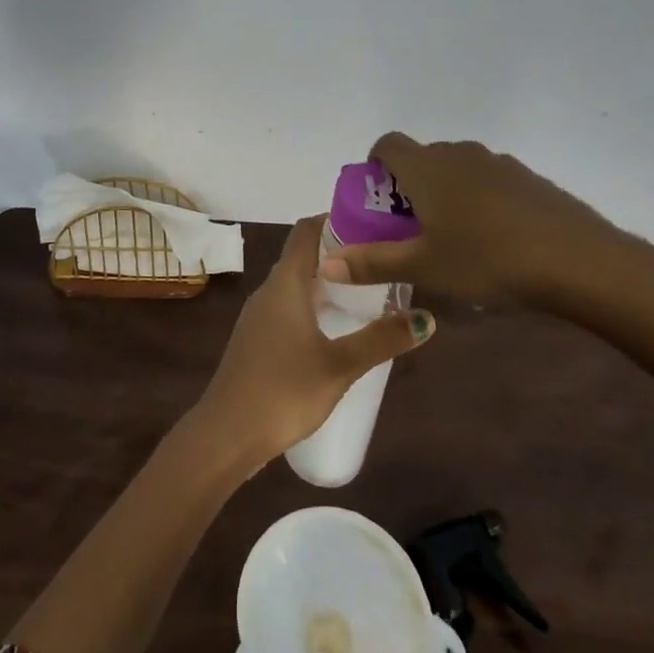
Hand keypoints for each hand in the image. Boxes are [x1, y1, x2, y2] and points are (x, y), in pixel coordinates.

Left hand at [195, 215, 434, 472]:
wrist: (227, 433)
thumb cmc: (284, 389)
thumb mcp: (340, 365)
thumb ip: (382, 339)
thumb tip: (426, 317)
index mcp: (285, 283)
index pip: (306, 231)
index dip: (334, 219)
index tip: (370, 223)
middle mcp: (268, 290)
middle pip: (302, 256)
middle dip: (338, 254)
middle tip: (379, 262)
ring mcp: (258, 316)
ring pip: (295, 285)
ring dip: (326, 283)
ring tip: (365, 294)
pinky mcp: (256, 339)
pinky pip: (287, 308)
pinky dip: (312, 306)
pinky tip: (335, 329)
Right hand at [320, 133, 653, 318]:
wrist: (579, 260)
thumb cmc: (487, 259)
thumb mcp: (424, 267)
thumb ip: (372, 263)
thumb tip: (326, 264)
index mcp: (426, 167)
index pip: (387, 144)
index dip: (375, 167)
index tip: (379, 202)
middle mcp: (458, 153)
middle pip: (422, 159)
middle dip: (410, 188)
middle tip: (413, 231)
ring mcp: (498, 162)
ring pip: (457, 170)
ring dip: (446, 194)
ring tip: (456, 240)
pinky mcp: (528, 178)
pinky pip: (489, 181)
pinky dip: (480, 201)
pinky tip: (497, 241)